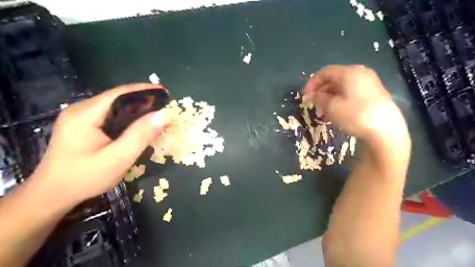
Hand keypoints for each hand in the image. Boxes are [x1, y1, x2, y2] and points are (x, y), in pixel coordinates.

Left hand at [29, 83, 165, 206]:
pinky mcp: (83, 124)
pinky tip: (139, 122)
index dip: (145, 91)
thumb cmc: (85, 178)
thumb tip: (162, 115)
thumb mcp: (117, 159)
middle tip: (165, 105)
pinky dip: (128, 115)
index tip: (166, 93)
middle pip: (118, 97)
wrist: (52, 194)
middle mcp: (81, 109)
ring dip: (137, 107)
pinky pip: (111, 114)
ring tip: (157, 112)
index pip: (120, 94)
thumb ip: (140, 136)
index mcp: (85, 114)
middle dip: (143, 99)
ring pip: (115, 105)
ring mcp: (80, 116)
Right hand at [304, 65, 408, 143]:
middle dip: (320, 90)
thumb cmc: (355, 115)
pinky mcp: (374, 94)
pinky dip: (340, 99)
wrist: (386, 132)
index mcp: (349, 72)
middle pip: (334, 77)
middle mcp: (360, 73)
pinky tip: (336, 111)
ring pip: (342, 86)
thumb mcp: (332, 107)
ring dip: (329, 96)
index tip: (305, 96)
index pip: (325, 72)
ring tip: (323, 110)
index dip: (312, 83)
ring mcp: (369, 83)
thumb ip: (318, 98)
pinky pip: (351, 92)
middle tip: (313, 103)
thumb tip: (309, 95)